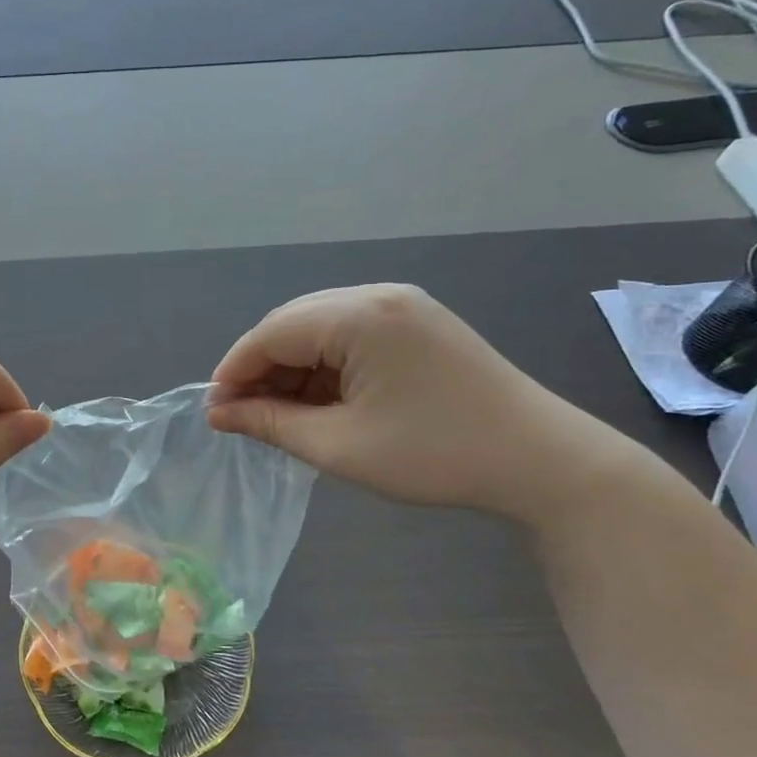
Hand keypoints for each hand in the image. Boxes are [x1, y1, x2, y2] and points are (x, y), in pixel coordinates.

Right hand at [206, 285, 635, 524]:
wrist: (541, 461)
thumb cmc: (434, 455)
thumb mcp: (339, 445)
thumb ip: (270, 423)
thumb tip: (219, 412)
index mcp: (359, 315)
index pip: (271, 333)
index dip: (234, 371)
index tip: (214, 412)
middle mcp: (378, 295)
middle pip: (293, 323)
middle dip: (261, 369)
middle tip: (242, 416)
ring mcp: (403, 306)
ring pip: (320, 329)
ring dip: (293, 369)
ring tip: (279, 415)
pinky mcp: (418, 324)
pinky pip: (351, 336)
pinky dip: (326, 367)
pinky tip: (319, 401)